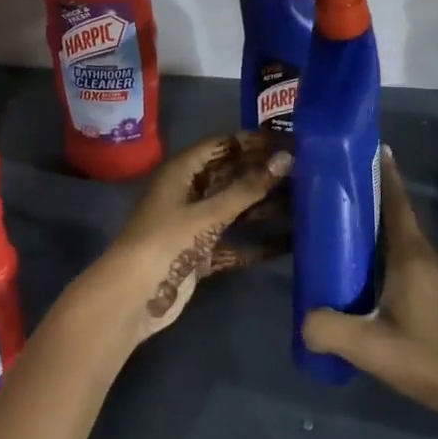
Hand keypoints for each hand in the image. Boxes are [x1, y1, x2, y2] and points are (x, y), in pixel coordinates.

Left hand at [93, 131, 291, 342]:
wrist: (132, 298)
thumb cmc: (166, 242)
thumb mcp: (208, 213)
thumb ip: (247, 188)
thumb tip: (286, 158)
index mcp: (182, 171)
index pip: (221, 145)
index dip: (252, 141)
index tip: (287, 140)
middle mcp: (188, 192)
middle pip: (230, 176)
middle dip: (262, 173)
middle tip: (303, 170)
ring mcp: (193, 224)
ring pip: (234, 209)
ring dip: (263, 207)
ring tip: (305, 203)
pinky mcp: (200, 254)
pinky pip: (233, 243)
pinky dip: (256, 244)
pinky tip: (288, 244)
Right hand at [301, 150, 437, 438]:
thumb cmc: (430, 358)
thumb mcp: (370, 347)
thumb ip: (330, 330)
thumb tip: (303, 320)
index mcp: (410, 255)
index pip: (395, 201)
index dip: (383, 172)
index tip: (369, 146)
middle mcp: (425, 257)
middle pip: (397, 215)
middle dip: (373, 195)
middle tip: (340, 185)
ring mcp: (435, 277)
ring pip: (402, 238)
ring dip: (379, 225)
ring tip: (347, 223)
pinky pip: (407, 259)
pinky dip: (386, 250)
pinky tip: (369, 270)